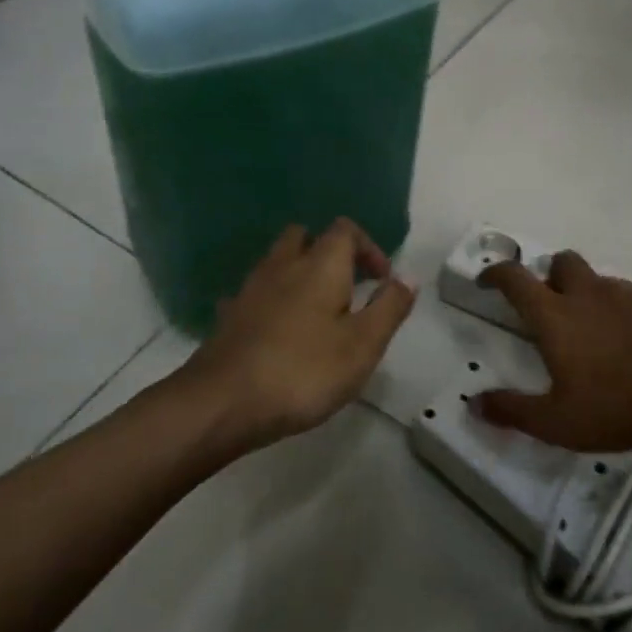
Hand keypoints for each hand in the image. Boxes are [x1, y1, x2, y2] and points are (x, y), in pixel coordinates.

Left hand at [180, 219, 414, 450]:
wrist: (223, 401)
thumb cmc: (304, 371)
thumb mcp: (363, 345)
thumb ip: (389, 307)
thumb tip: (407, 277)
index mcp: (321, 265)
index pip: (346, 230)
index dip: (369, 248)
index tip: (381, 281)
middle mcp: (283, 265)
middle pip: (305, 236)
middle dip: (329, 252)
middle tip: (347, 287)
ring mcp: (250, 288)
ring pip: (277, 261)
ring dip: (300, 274)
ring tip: (317, 311)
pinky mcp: (230, 314)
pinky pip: (256, 293)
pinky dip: (272, 300)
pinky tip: (279, 331)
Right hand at [475, 251, 631, 451]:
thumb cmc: (618, 404)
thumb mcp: (558, 422)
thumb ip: (513, 411)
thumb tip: (473, 404)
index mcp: (555, 315)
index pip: (515, 279)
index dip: (496, 274)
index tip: (486, 281)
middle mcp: (586, 294)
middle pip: (561, 262)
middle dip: (548, 274)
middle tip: (547, 304)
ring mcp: (625, 296)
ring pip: (596, 278)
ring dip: (584, 291)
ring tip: (588, 326)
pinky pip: (627, 296)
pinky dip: (617, 308)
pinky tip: (626, 339)